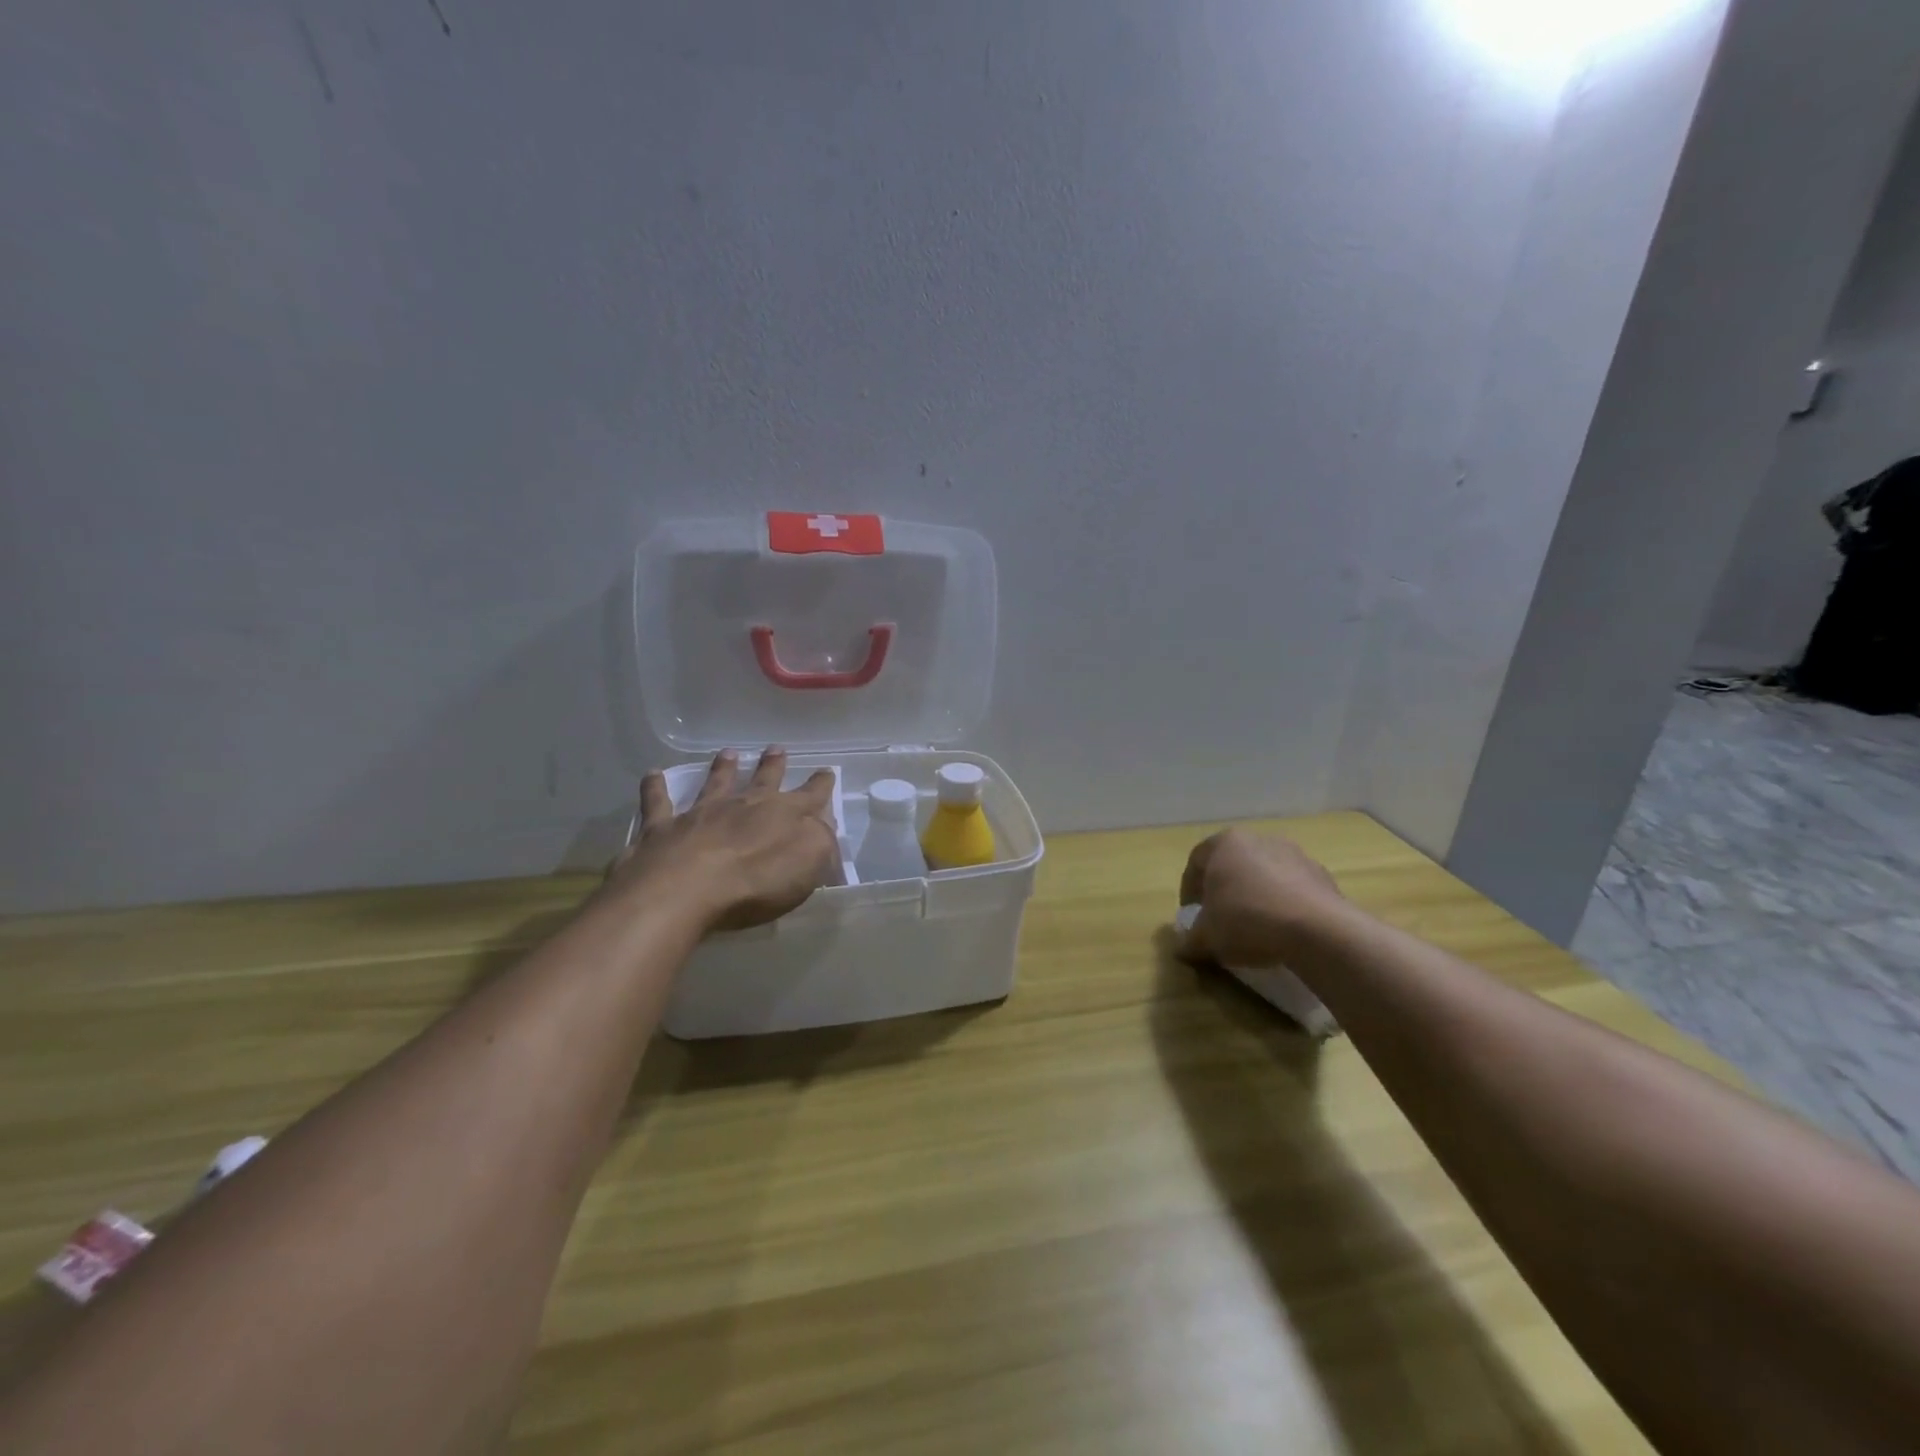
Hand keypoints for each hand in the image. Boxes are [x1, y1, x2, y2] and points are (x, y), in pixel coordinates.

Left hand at [611, 748, 840, 932]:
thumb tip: (823, 827)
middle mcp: (743, 805)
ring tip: (728, 753)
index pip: (810, 796)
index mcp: (783, 815)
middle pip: (763, 781)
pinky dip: (655, 787)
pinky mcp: (663, 829)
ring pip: (715, 783)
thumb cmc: (756, 882)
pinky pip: (658, 802)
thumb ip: (821, 842)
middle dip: (773, 766)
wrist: (685, 889)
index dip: (820, 785)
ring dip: (723, 768)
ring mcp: (701, 814)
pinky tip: (652, 774)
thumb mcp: (809, 864)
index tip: (826, 772)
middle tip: (776, 749)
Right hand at [1179, 829, 1347, 967]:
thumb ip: (1190, 939)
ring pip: (1264, 874)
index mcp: (1225, 843)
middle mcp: (1259, 840)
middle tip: (1220, 918)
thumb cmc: (1248, 920)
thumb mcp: (1207, 937)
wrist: (1318, 931)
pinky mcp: (1322, 876)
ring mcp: (1295, 854)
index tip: (1192, 914)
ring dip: (1256, 895)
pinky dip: (1283, 904)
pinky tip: (1283, 930)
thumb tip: (1183, 948)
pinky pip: (1292, 889)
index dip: (1189, 889)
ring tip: (1255, 927)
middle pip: (1232, 864)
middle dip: (1224, 889)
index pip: (1196, 861)